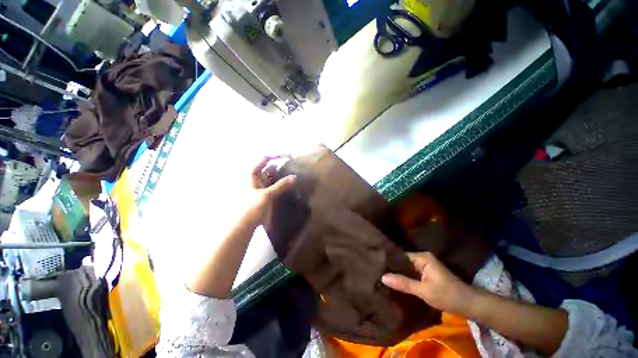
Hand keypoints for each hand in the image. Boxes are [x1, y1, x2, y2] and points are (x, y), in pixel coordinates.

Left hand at [243, 155, 295, 224]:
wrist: (244, 226)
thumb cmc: (251, 207)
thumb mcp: (267, 195)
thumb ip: (281, 185)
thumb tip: (295, 177)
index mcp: (252, 173)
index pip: (266, 158)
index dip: (278, 155)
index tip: (292, 156)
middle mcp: (256, 176)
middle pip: (270, 166)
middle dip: (282, 164)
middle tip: (296, 164)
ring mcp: (261, 185)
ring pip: (273, 175)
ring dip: (283, 174)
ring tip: (295, 171)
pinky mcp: (266, 193)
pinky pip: (275, 184)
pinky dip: (282, 183)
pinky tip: (290, 182)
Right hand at [381, 252, 474, 315]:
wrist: (470, 305)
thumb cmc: (447, 295)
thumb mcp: (424, 291)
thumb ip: (403, 283)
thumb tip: (382, 277)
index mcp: (422, 257)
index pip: (400, 256)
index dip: (389, 262)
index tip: (377, 266)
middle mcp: (423, 258)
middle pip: (403, 261)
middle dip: (393, 268)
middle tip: (377, 273)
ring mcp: (425, 266)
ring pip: (407, 268)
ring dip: (399, 274)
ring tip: (383, 277)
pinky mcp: (427, 274)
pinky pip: (412, 273)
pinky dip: (405, 278)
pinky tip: (396, 283)